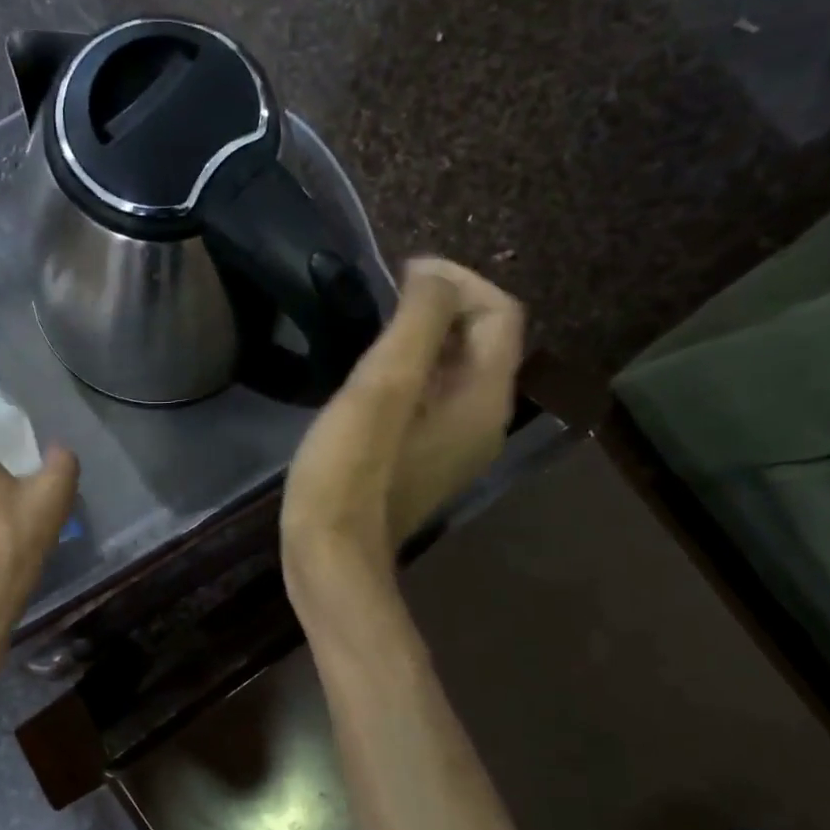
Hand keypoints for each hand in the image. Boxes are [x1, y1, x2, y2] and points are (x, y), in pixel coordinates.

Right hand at [281, 258, 523, 594]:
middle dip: (441, 306)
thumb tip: (432, 276)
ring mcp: (454, 444)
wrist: (330, 555)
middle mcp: (483, 420)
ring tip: (374, 328)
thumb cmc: (351, 470)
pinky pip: (431, 398)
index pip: (499, 313)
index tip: (401, 274)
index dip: (457, 281)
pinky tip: (369, 378)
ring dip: (423, 338)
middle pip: (483, 340)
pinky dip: (410, 373)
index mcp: (484, 398)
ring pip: (454, 369)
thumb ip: (419, 321)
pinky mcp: (422, 460)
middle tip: (385, 298)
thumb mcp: (384, 386)